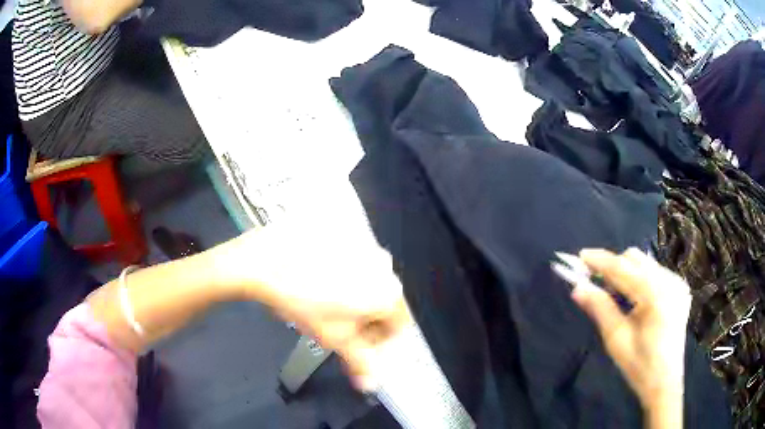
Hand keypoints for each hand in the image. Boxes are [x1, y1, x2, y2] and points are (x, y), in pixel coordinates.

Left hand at [217, 216, 411, 390]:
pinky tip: (315, 274)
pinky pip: (349, 258)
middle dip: (362, 318)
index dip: (375, 340)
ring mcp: (363, 242)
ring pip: (366, 279)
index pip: (397, 326)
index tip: (351, 342)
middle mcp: (384, 264)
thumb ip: (359, 363)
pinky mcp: (344, 230)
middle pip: (381, 302)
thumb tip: (371, 385)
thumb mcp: (333, 338)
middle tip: (333, 323)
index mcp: (388, 292)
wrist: (266, 259)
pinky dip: (339, 271)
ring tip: (320, 299)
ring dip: (351, 294)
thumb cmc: (303, 302)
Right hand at [572, 248, 690, 422]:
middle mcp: (670, 281)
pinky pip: (654, 272)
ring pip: (645, 263)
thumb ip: (600, 308)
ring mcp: (677, 283)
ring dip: (626, 273)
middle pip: (636, 259)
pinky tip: (634, 300)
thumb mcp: (616, 339)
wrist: (664, 381)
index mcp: (656, 296)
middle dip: (614, 267)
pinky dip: (639, 279)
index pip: (623, 269)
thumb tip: (578, 288)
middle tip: (597, 285)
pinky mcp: (679, 287)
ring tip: (617, 297)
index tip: (580, 256)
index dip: (601, 261)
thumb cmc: (639, 365)